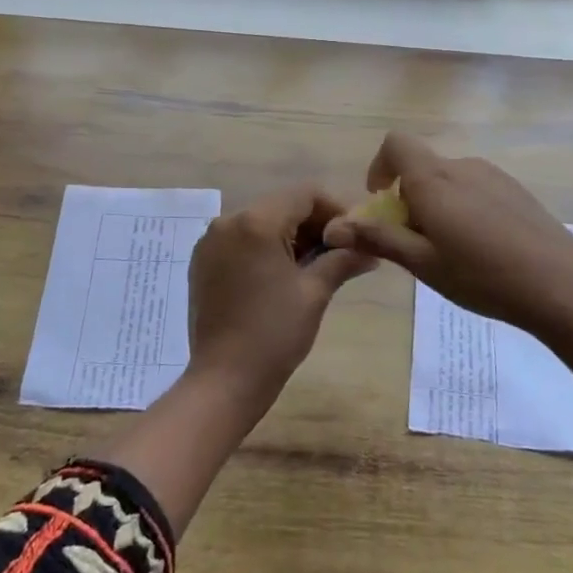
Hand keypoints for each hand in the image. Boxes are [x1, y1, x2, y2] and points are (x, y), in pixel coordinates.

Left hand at [186, 184, 375, 402]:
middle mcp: (228, 221)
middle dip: (313, 224)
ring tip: (313, 268)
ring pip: (261, 222)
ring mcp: (210, 241)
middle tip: (339, 254)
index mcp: (256, 222)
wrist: (224, 378)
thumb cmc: (274, 334)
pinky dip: (264, 248)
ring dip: (289, 236)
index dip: (335, 209)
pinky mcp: (202, 261)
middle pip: (281, 205)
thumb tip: (370, 249)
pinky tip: (280, 276)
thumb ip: (342, 260)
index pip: (305, 194)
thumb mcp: (314, 293)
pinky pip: (240, 240)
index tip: (354, 236)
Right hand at [322, 133, 572, 431]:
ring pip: (449, 180)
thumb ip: (378, 239)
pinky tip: (483, 249)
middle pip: (422, 166)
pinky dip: (463, 208)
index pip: (395, 144)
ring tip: (450, 251)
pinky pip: (475, 189)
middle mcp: (462, 167)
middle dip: (407, 197)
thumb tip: (333, 229)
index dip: (380, 167)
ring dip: (436, 204)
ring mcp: (494, 176)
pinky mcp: (517, 191)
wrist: (564, 286)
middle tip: (415, 243)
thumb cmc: (483, 276)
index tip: (382, 203)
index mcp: (433, 180)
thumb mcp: (422, 263)